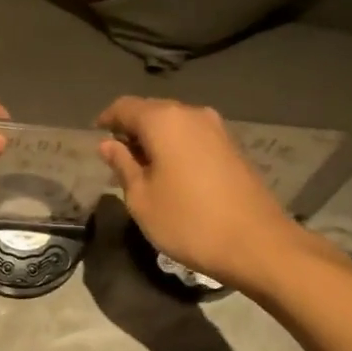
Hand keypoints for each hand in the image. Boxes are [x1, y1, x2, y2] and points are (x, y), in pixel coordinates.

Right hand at [96, 97, 308, 289]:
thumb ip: (123, 165)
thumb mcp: (142, 198)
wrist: (257, 243)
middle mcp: (192, 114)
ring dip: (155, 138)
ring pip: (175, 123)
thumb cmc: (188, 221)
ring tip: (142, 167)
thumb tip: (109, 144)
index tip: (95, 134)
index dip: (107, 119)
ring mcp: (217, 129)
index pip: (125, 107)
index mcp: (164, 120)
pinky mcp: (232, 146)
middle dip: (131, 128)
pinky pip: (193, 136)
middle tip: (116, 155)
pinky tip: (171, 172)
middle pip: (152, 111)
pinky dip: (176, 146)